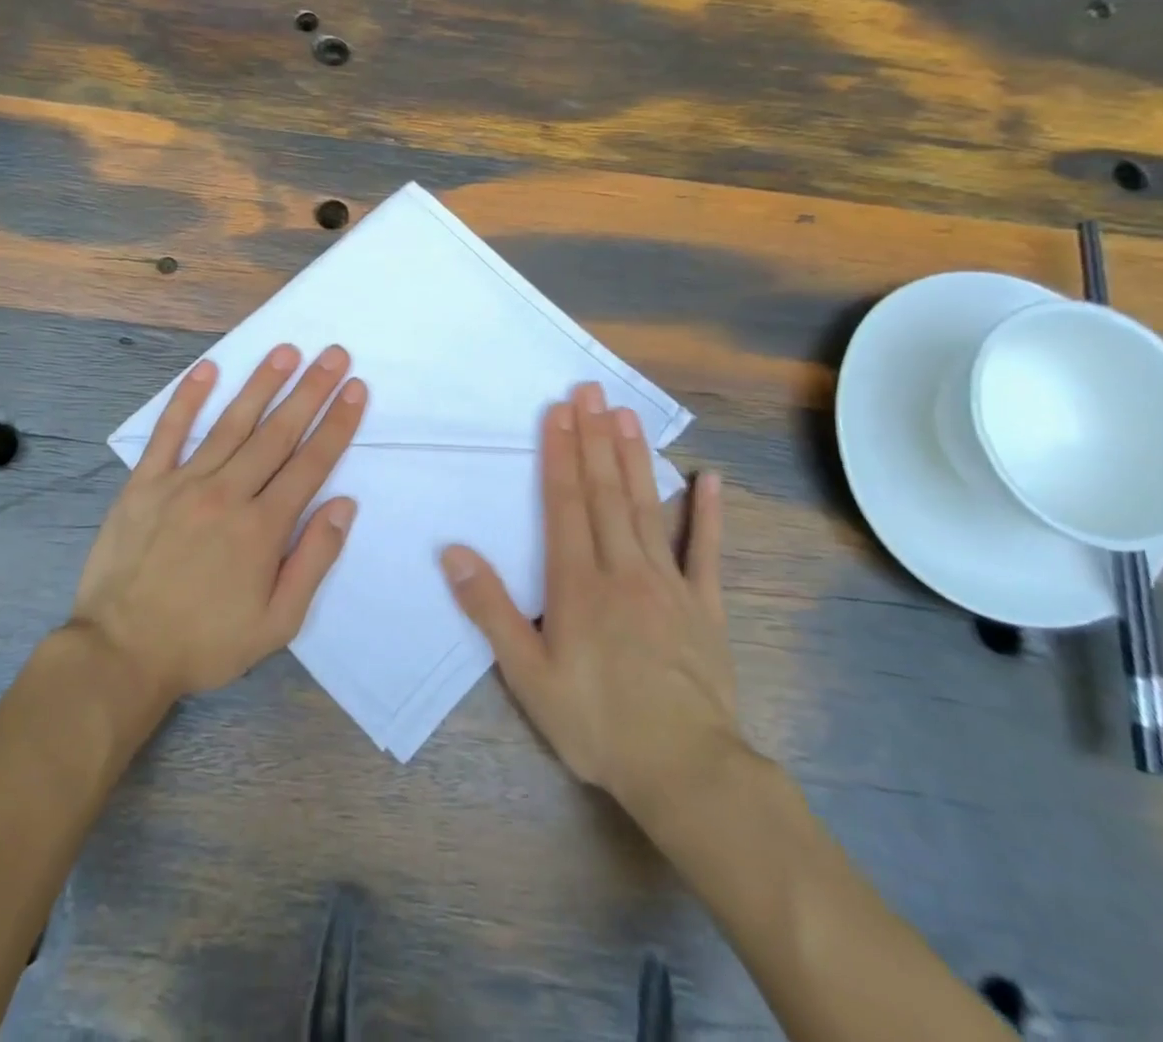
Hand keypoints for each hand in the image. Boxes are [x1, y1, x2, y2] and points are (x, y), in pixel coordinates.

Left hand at [72, 344, 365, 701]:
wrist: (121, 652)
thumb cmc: (205, 642)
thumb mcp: (276, 623)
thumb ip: (313, 561)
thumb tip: (343, 505)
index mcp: (262, 528)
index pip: (310, 463)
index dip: (336, 424)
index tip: (355, 389)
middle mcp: (227, 494)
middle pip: (277, 433)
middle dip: (310, 391)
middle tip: (334, 355)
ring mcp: (182, 483)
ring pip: (231, 423)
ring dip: (261, 384)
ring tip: (286, 351)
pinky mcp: (144, 483)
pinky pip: (168, 432)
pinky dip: (187, 399)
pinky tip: (207, 369)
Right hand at [439, 382, 739, 824]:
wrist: (686, 771)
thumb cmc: (596, 722)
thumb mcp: (527, 675)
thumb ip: (490, 610)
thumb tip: (454, 552)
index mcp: (578, 583)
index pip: (565, 503)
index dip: (560, 453)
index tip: (558, 411)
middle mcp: (622, 569)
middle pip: (604, 492)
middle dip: (593, 437)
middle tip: (589, 390)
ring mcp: (668, 583)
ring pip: (645, 507)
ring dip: (633, 458)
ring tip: (624, 414)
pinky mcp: (705, 606)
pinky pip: (704, 551)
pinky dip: (706, 513)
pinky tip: (709, 478)